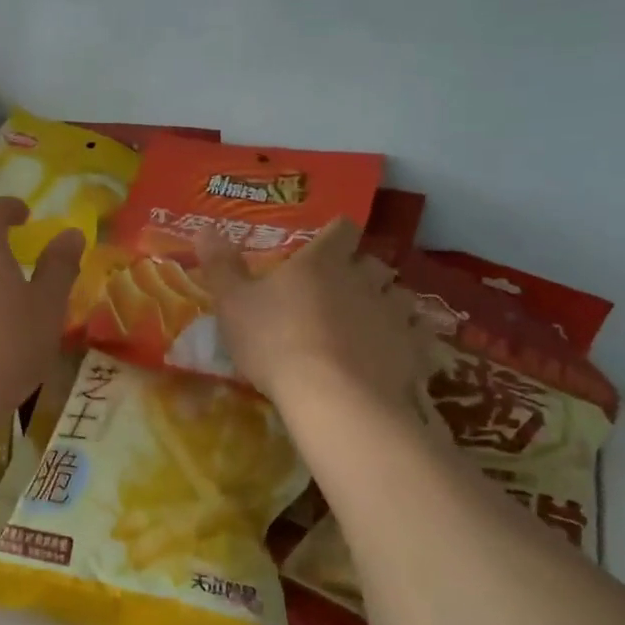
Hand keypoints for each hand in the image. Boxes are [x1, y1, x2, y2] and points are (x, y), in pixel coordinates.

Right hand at [194, 219, 429, 412]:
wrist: (332, 397)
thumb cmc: (275, 342)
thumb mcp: (233, 304)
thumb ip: (221, 265)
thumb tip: (205, 226)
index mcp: (322, 262)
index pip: (341, 230)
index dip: (337, 234)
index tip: (329, 244)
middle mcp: (363, 278)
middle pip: (373, 262)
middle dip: (362, 271)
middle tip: (344, 289)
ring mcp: (392, 312)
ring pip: (400, 296)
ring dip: (387, 303)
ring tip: (372, 321)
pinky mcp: (413, 348)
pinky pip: (419, 334)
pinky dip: (409, 339)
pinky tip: (398, 352)